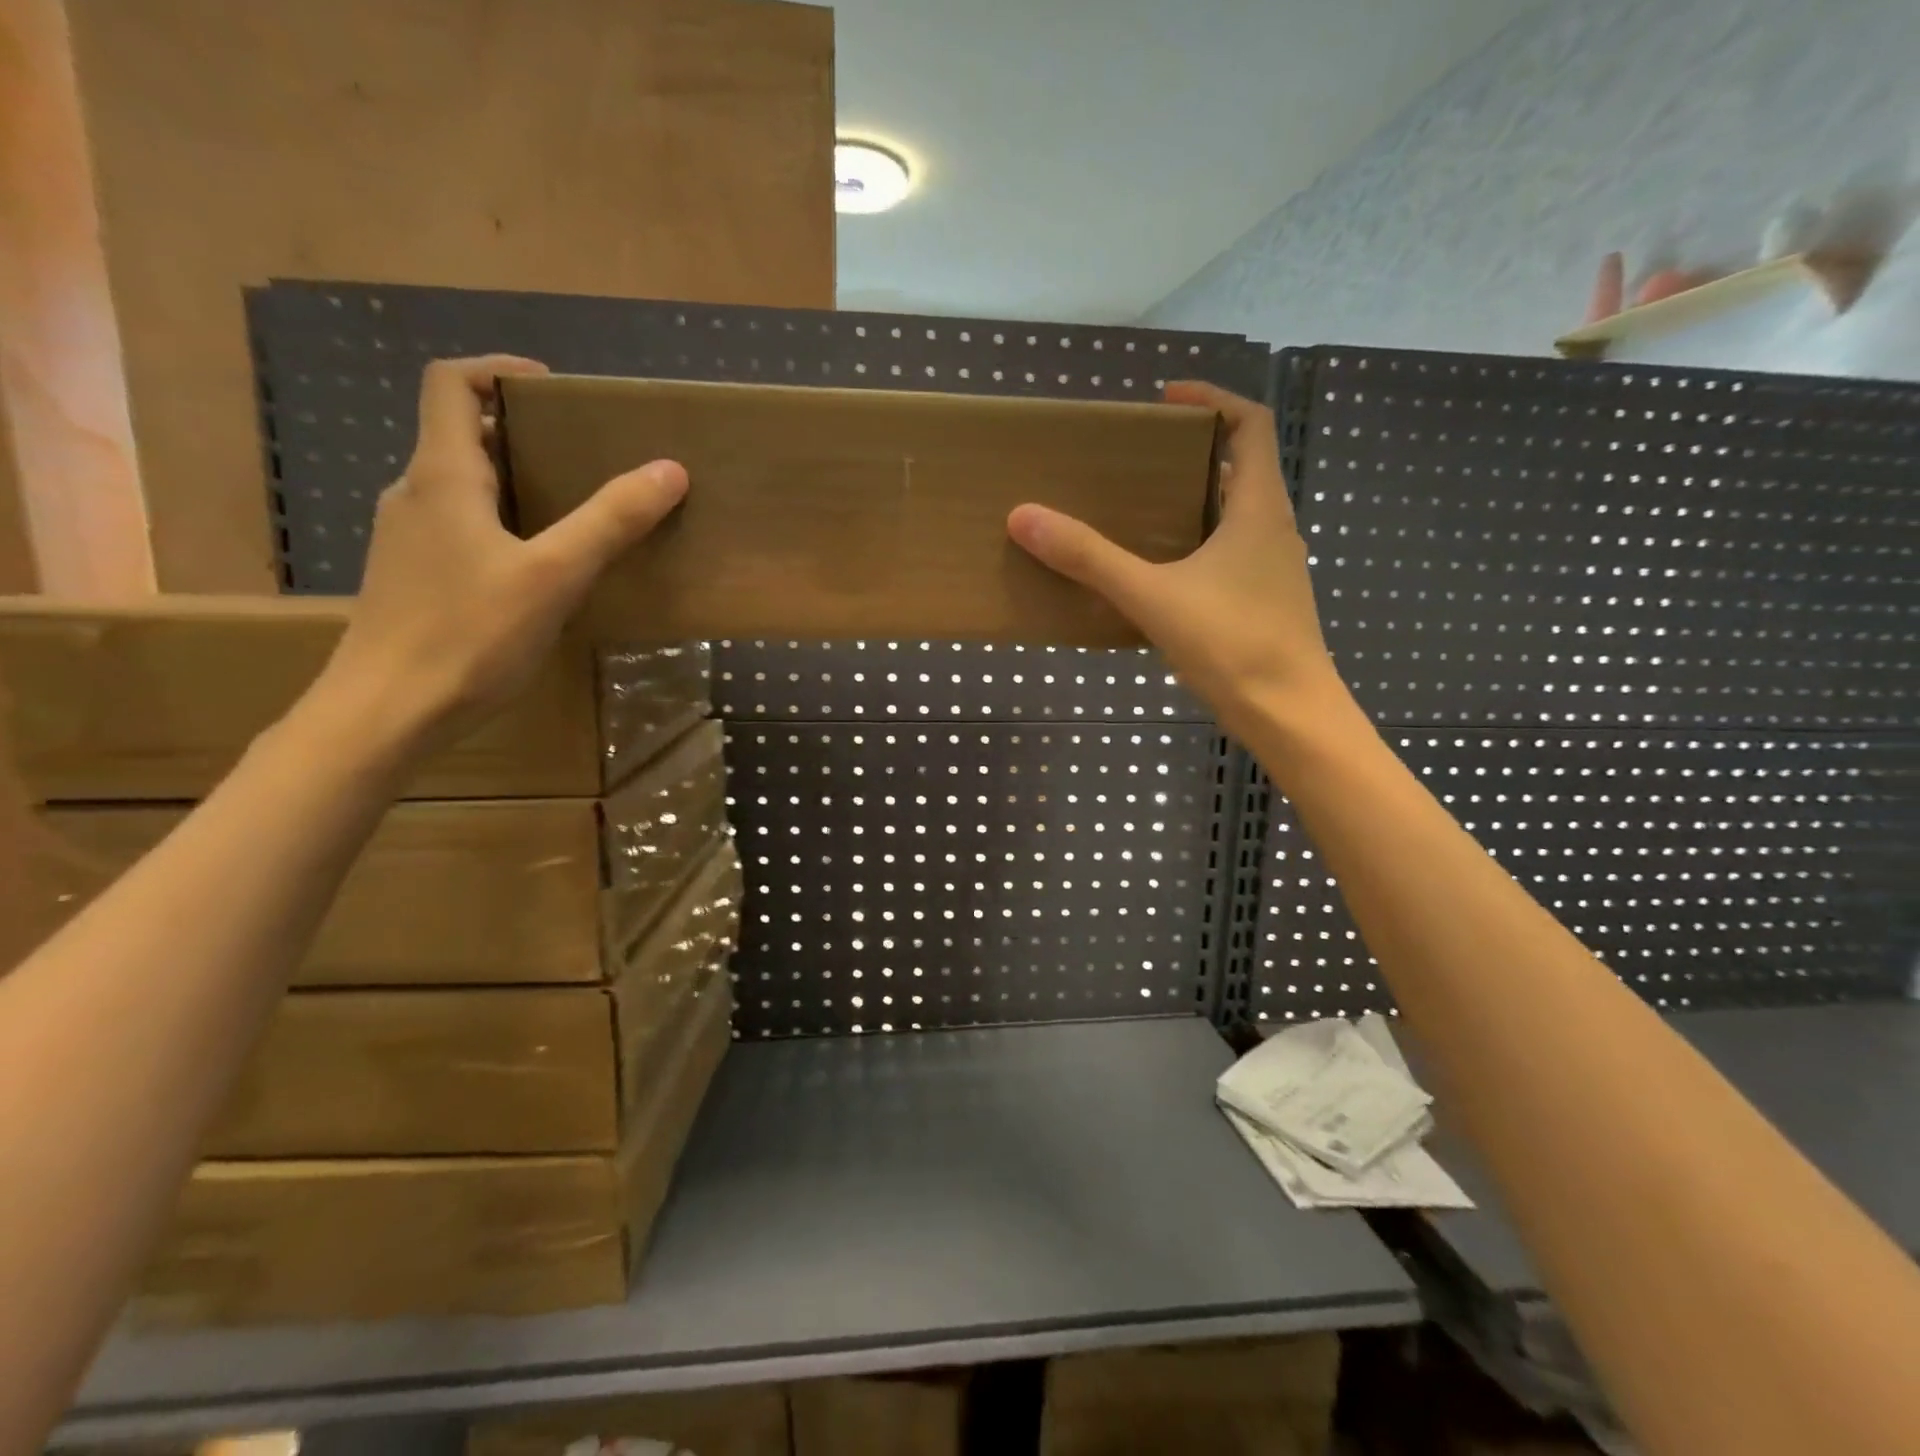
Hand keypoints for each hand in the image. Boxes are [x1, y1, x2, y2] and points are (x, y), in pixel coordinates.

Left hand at [313, 356, 686, 751]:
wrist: (385, 713)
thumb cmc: (467, 635)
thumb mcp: (553, 575)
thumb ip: (610, 520)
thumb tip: (669, 469)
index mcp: (442, 477)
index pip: (451, 384)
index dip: (499, 370)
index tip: (556, 390)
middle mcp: (416, 496)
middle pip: (460, 433)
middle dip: (522, 430)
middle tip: (585, 454)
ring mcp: (410, 541)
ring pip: (463, 487)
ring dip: (515, 480)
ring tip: (574, 509)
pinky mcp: (415, 580)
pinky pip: (462, 528)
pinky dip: (503, 523)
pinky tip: (540, 568)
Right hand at [1007, 381, 1348, 737]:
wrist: (1291, 717)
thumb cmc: (1233, 645)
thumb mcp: (1153, 597)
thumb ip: (1090, 558)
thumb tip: (1025, 517)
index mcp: (1258, 508)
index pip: (1251, 424)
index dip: (1213, 399)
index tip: (1167, 398)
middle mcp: (1273, 529)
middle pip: (1241, 468)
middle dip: (1193, 453)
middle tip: (1138, 460)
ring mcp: (1273, 569)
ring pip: (1234, 515)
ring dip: (1193, 502)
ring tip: (1139, 512)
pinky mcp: (1264, 603)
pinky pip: (1229, 555)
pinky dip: (1196, 545)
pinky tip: (1158, 574)